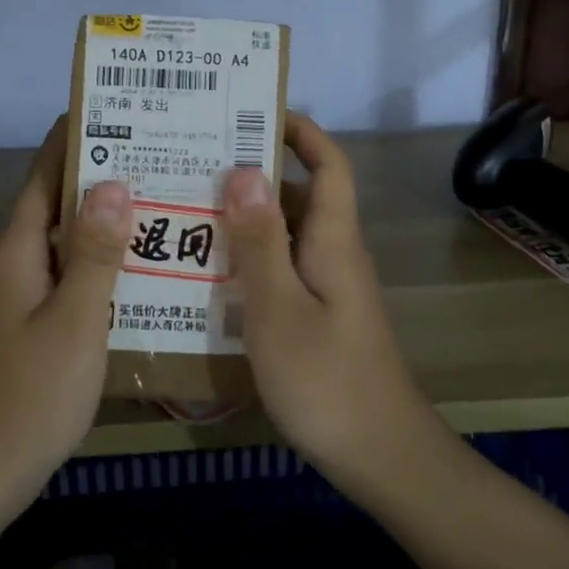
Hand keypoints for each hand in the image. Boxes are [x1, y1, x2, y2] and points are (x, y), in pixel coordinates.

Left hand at [0, 115, 130, 517]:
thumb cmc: (30, 395)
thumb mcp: (75, 321)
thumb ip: (96, 253)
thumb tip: (113, 184)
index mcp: (17, 252)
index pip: (43, 178)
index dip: (71, 141)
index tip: (108, 109)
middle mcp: (13, 265)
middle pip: (55, 207)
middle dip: (98, 179)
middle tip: (156, 156)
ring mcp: (17, 298)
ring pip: (63, 245)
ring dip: (101, 223)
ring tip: (158, 203)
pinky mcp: (27, 327)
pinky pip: (66, 278)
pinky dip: (97, 265)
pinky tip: (137, 271)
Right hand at [222, 113, 431, 492]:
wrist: (381, 457)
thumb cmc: (327, 380)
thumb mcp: (279, 308)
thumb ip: (260, 241)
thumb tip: (245, 170)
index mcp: (333, 240)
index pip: (328, 165)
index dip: (300, 131)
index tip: (253, 111)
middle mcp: (333, 254)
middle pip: (298, 195)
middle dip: (254, 171)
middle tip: (194, 160)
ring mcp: (326, 288)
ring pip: (284, 235)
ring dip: (245, 218)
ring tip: (187, 207)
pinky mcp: (317, 317)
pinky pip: (280, 270)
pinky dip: (248, 259)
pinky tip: (207, 272)